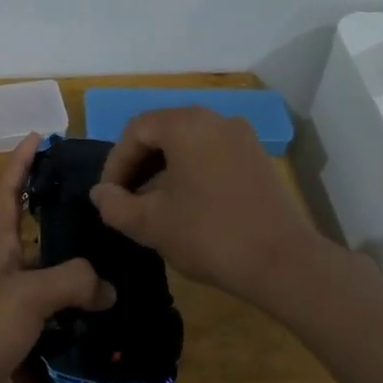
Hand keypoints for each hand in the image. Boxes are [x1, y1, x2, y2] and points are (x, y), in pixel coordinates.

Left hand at [0, 134, 113, 382]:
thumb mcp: (23, 294)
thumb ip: (70, 281)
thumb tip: (109, 288)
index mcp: (0, 251)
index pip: (10, 194)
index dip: (22, 163)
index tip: (40, 137)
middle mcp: (14, 277)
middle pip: (51, 246)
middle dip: (83, 234)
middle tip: (126, 221)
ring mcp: (25, 318)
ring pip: (68, 296)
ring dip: (98, 291)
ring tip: (143, 278)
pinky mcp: (36, 355)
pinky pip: (73, 340)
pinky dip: (97, 338)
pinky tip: (131, 332)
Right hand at [90, 107, 321, 306]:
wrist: (282, 262)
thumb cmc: (208, 234)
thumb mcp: (150, 224)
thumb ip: (115, 205)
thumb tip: (101, 194)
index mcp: (186, 124)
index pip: (136, 130)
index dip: (115, 163)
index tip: (109, 197)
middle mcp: (215, 119)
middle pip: (163, 132)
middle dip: (139, 164)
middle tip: (126, 199)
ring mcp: (241, 138)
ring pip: (188, 144)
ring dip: (164, 170)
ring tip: (153, 206)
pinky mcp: (257, 159)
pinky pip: (212, 155)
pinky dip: (191, 173)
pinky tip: (186, 206)